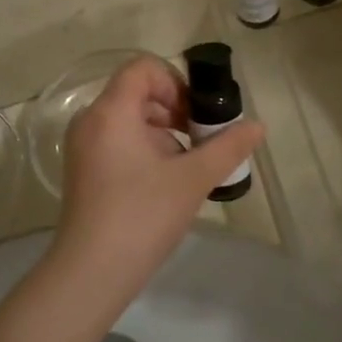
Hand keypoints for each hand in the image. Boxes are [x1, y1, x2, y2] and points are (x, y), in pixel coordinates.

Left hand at [51, 57, 263, 311]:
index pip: (143, 68)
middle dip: (174, 108)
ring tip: (185, 165)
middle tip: (199, 140)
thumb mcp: (192, 179)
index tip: (196, 114)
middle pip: (137, 91)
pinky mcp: (83, 170)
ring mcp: (83, 146)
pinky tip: (164, 182)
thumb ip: (228, 147)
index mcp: (112, 111)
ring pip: (128, 118)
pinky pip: (117, 140)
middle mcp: (91, 120)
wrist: (91, 273)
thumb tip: (258, 126)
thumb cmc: (142, 215)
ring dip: (162, 130)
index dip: (176, 81)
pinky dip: (144, 147)